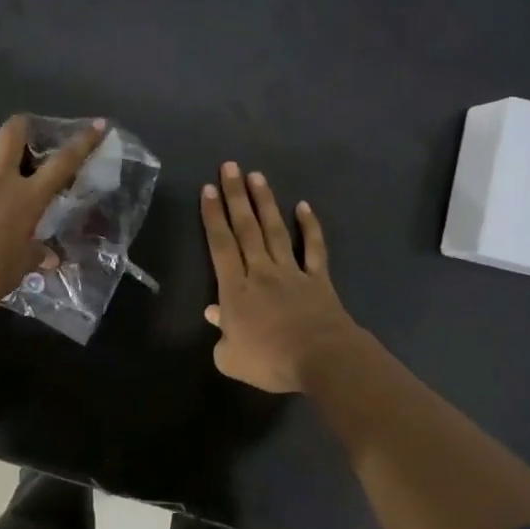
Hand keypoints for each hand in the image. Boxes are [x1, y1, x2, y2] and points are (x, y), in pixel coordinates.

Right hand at [201, 162, 358, 393]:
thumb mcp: (231, 358)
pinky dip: (310, 227)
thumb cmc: (271, 361)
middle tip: (230, 167)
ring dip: (265, 202)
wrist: (321, 360)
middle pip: (245, 229)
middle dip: (235, 196)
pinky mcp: (318, 278)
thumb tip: (214, 314)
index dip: (213, 216)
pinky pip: (313, 248)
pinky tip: (304, 206)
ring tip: (256, 176)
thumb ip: (220, 334)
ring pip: (275, 230)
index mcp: (235, 290)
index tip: (208, 190)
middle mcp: (261, 271)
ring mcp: (291, 271)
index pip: (220, 245)